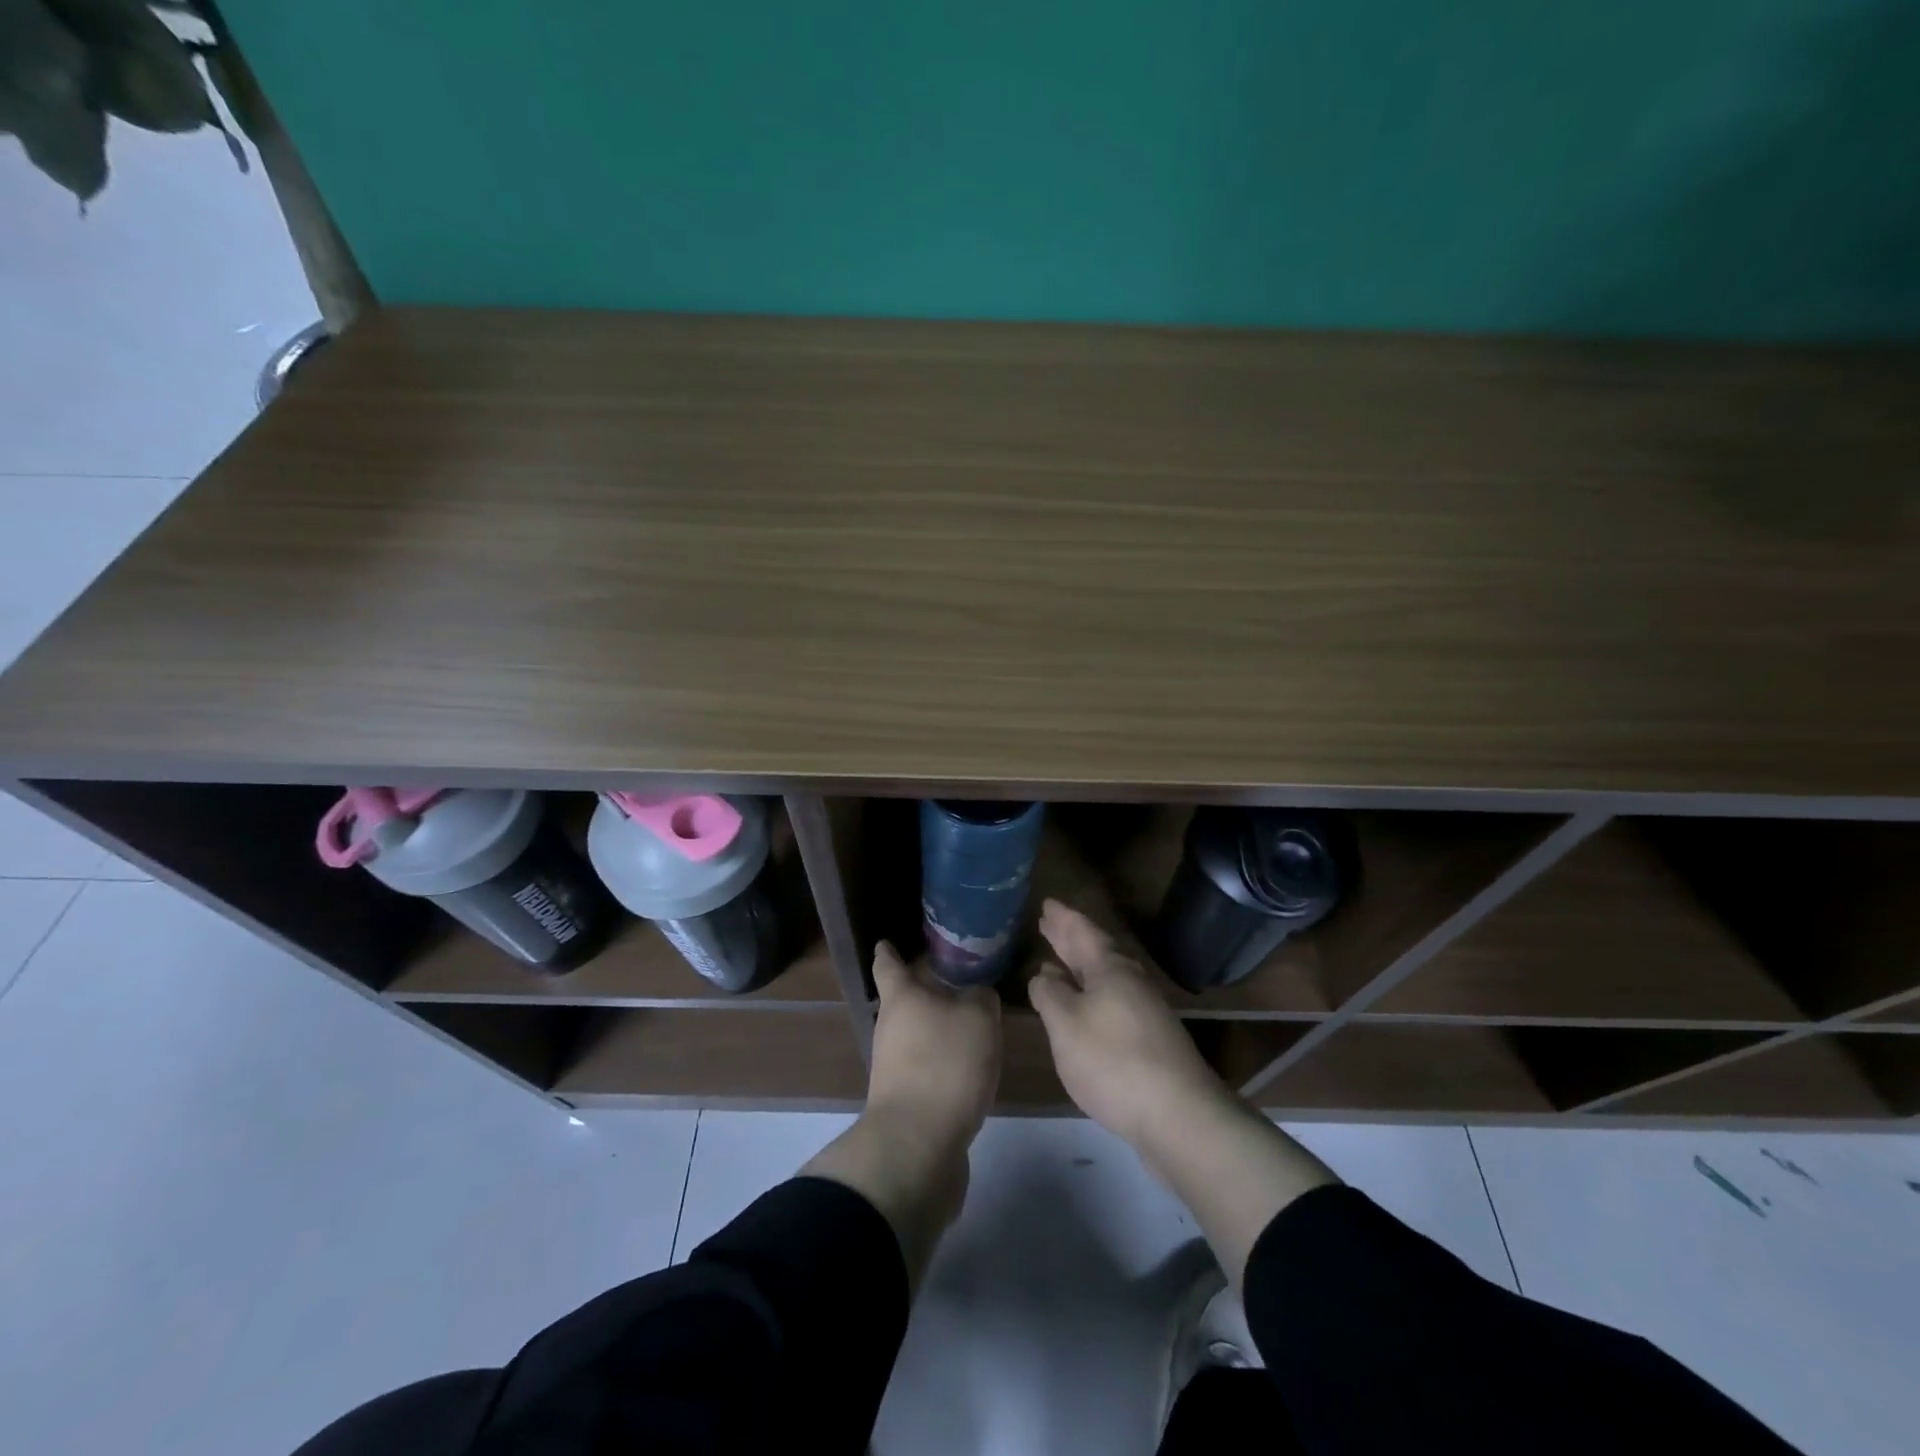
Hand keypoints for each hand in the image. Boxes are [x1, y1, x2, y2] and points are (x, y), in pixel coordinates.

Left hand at [867, 939, 1001, 1149]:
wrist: (917, 1145)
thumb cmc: (945, 1064)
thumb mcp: (978, 1018)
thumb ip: (981, 997)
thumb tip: (976, 993)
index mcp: (902, 997)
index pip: (888, 964)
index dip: (888, 951)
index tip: (888, 941)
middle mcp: (890, 1026)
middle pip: (906, 998)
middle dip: (929, 989)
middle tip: (962, 978)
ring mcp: (893, 1065)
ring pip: (917, 1032)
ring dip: (940, 1025)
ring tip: (975, 1021)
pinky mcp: (905, 1098)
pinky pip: (926, 1064)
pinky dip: (945, 1059)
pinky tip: (971, 1064)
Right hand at [1028, 899, 1236, 1143]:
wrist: (1178, 1116)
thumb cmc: (1113, 1060)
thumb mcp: (1066, 1024)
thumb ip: (1049, 995)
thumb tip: (1044, 975)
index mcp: (1110, 969)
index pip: (1083, 932)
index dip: (1063, 918)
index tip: (1047, 903)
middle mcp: (1131, 982)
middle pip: (1096, 952)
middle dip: (1070, 939)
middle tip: (1048, 923)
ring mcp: (1144, 1012)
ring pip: (1105, 978)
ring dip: (1079, 967)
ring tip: (1057, 962)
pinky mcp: (1149, 1040)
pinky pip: (1112, 1000)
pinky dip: (1091, 994)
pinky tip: (1082, 1008)